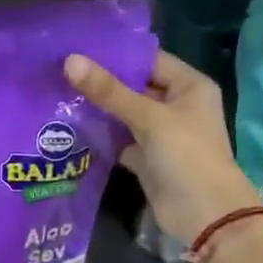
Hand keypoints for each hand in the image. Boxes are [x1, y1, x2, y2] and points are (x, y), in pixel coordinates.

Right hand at [65, 49, 261, 243]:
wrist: (204, 214)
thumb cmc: (186, 155)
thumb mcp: (148, 118)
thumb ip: (109, 91)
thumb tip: (70, 61)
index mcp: (189, 86)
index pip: (148, 60)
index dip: (116, 54)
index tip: (78, 48)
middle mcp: (176, 106)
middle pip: (134, 87)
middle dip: (101, 83)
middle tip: (60, 71)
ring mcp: (161, 134)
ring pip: (124, 115)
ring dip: (98, 109)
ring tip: (58, 94)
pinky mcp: (147, 159)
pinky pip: (120, 140)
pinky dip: (101, 137)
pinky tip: (70, 127)